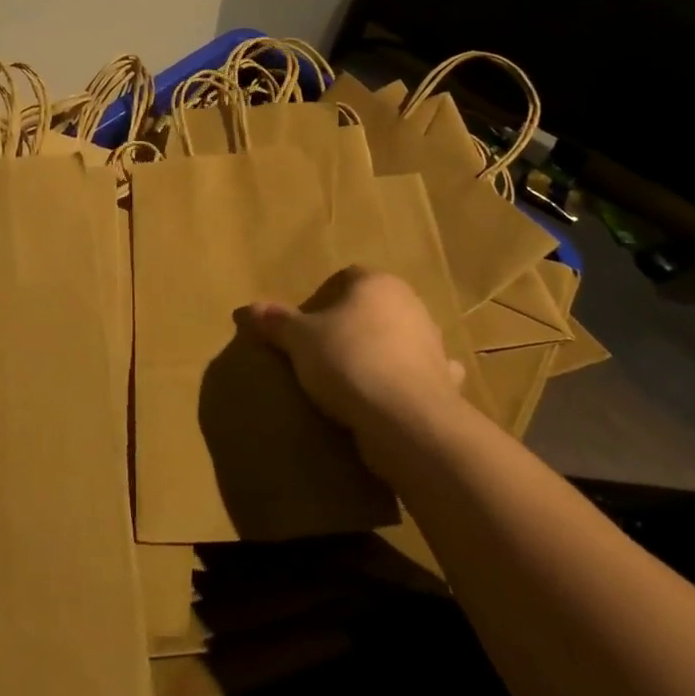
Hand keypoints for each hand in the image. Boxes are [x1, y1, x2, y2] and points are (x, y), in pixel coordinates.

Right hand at [244, 267, 464, 438]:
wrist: (405, 418)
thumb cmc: (348, 360)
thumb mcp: (299, 340)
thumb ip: (277, 322)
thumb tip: (248, 309)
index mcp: (377, 283)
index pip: (348, 277)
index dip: (324, 298)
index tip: (307, 324)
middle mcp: (411, 304)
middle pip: (374, 307)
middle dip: (353, 324)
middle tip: (324, 351)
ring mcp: (433, 343)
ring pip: (400, 338)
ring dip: (383, 352)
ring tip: (354, 378)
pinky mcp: (446, 381)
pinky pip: (423, 374)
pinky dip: (409, 381)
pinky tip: (393, 397)